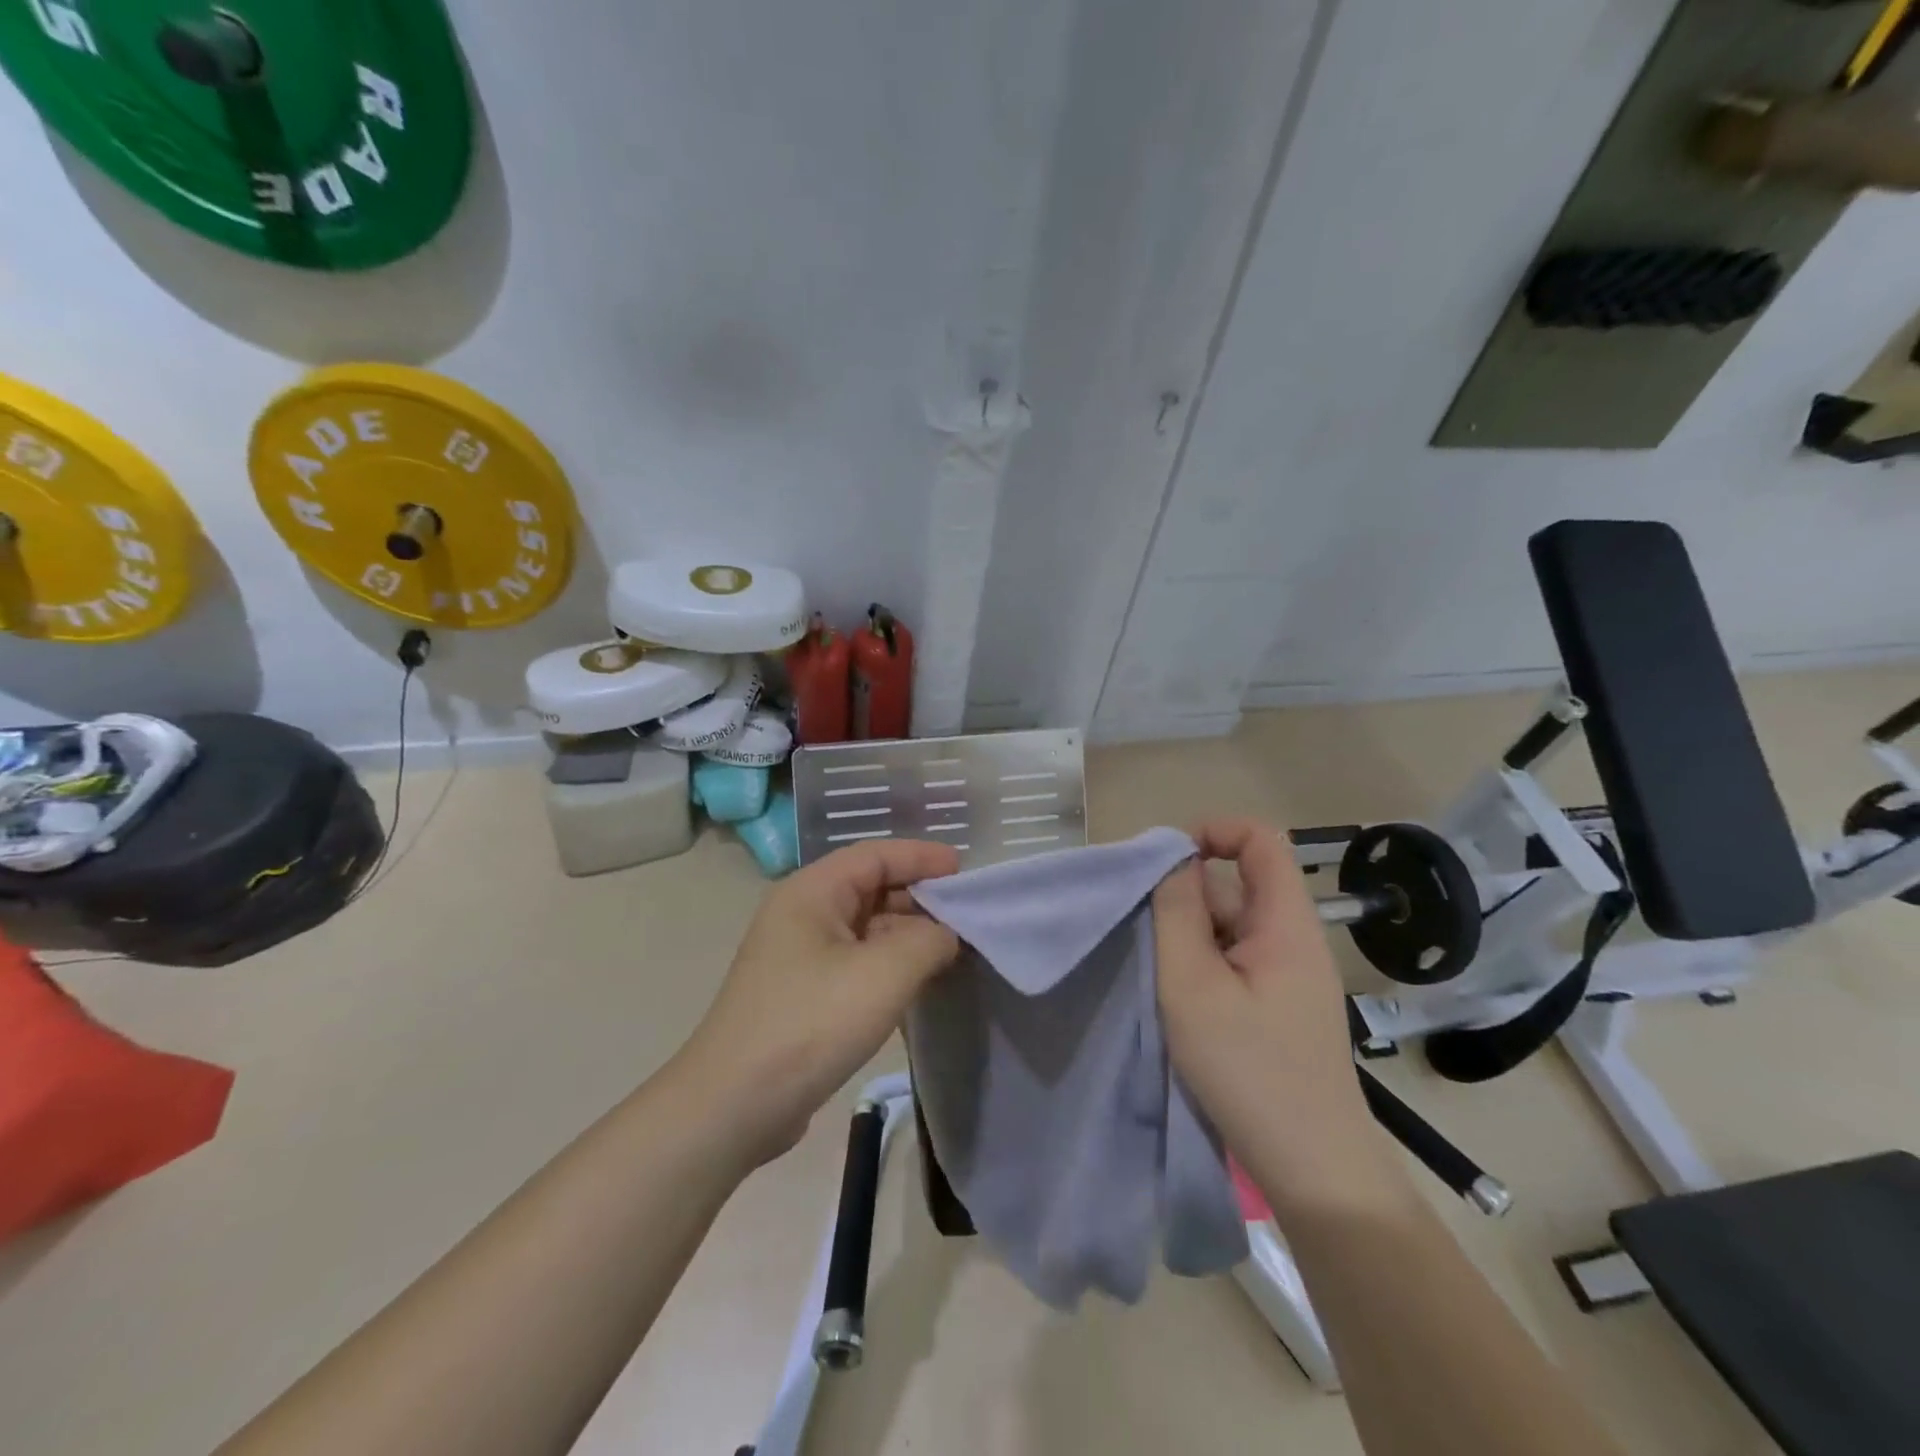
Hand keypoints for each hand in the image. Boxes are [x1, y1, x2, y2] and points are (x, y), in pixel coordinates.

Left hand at [675, 840, 961, 1166]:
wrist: (733, 1105)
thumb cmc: (809, 1023)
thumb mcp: (883, 974)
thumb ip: (928, 940)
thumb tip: (946, 934)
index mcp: (812, 892)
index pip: (874, 855)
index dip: (921, 856)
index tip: (964, 869)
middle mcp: (801, 914)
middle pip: (869, 887)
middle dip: (918, 896)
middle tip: (966, 914)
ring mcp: (799, 956)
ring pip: (864, 928)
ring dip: (906, 934)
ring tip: (952, 948)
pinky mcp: (802, 993)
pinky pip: (856, 961)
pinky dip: (889, 963)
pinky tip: (918, 981)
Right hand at [1155, 819, 1401, 1212]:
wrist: (1312, 1168)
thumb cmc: (1249, 1069)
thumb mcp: (1193, 985)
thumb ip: (1177, 913)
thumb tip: (1173, 860)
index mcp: (1285, 923)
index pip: (1261, 840)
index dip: (1215, 832)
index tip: (1166, 862)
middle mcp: (1294, 939)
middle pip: (1239, 886)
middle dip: (1187, 897)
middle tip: (1145, 935)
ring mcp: (1290, 976)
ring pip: (1232, 927)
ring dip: (1191, 937)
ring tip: (1159, 977)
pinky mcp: (1281, 1006)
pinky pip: (1237, 961)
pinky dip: (1204, 966)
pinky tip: (1181, 1002)